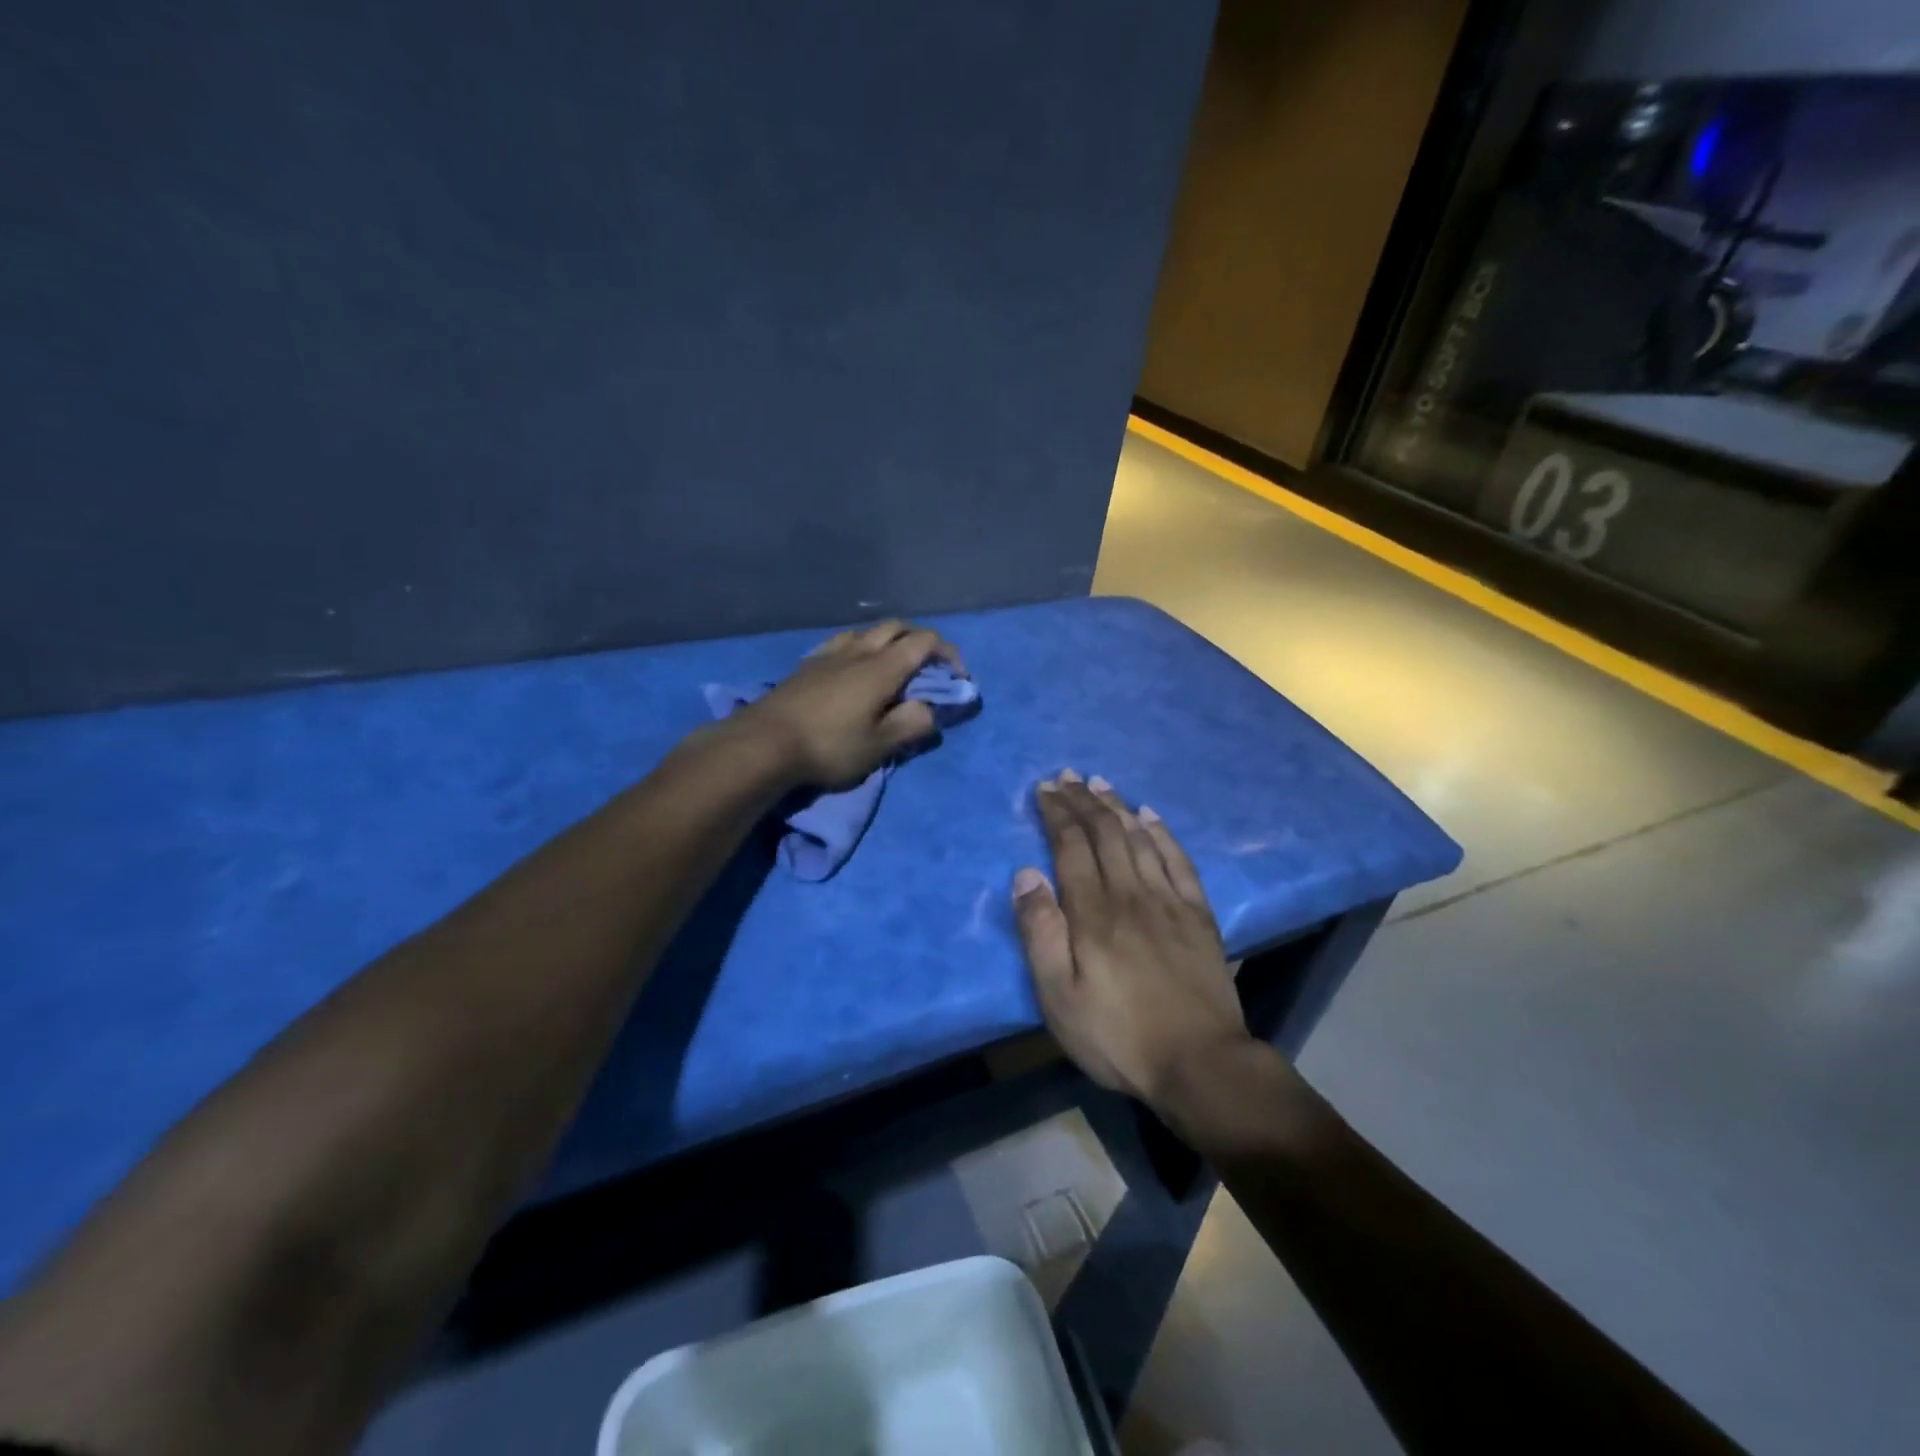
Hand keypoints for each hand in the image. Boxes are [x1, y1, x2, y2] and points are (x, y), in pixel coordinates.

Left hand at [735, 620, 965, 789]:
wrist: (764, 743)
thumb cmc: (828, 747)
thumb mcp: (879, 746)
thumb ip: (911, 725)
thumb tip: (929, 710)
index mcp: (882, 668)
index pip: (924, 642)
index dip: (947, 653)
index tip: (956, 676)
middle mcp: (858, 651)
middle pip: (896, 627)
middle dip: (920, 641)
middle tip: (928, 667)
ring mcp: (829, 654)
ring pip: (867, 631)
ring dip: (888, 640)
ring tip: (892, 666)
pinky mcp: (808, 664)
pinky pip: (843, 642)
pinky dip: (861, 647)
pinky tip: (853, 667)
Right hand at [1013, 771, 1250, 1106]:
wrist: (1199, 1063)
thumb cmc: (1117, 1034)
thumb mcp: (1058, 996)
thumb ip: (1039, 932)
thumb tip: (1025, 874)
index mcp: (1093, 912)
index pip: (1071, 846)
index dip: (1057, 813)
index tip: (1044, 789)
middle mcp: (1131, 893)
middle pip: (1105, 833)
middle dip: (1082, 800)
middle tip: (1066, 776)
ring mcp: (1169, 901)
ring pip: (1140, 838)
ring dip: (1117, 806)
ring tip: (1100, 782)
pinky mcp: (1198, 915)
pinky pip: (1179, 860)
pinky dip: (1163, 832)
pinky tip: (1151, 816)